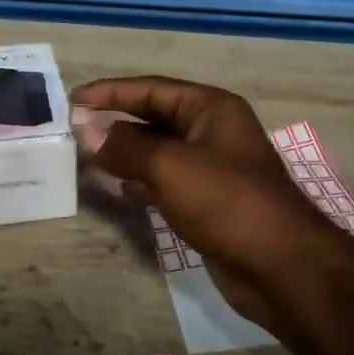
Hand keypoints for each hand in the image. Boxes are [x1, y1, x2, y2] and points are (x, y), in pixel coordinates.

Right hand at [71, 76, 340, 327]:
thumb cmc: (226, 202)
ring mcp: (214, 168)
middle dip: (117, 122)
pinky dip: (143, 182)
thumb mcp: (170, 166)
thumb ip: (125, 146)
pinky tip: (121, 190)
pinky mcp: (210, 202)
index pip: (153, 89)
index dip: (112, 92)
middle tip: (75, 129)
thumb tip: (85, 127)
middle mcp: (214, 131)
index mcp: (212, 108)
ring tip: (88, 157)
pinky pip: (168, 182)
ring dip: (127, 153)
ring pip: (160, 152)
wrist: (280, 266)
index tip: (73, 99)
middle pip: (156, 118)